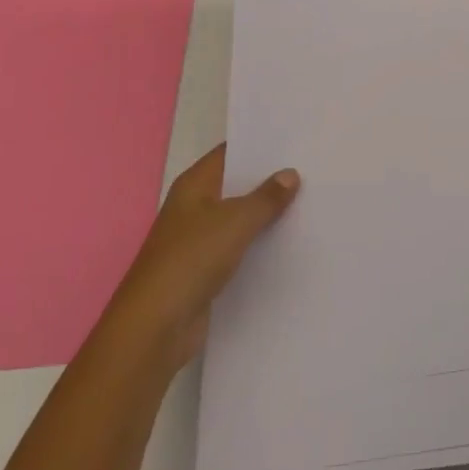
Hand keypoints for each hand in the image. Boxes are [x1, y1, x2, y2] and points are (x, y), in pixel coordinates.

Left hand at [116, 144, 299, 371]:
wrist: (155, 329)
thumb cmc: (191, 260)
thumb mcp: (235, 221)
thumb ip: (266, 197)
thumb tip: (290, 174)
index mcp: (194, 185)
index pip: (230, 153)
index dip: (260, 145)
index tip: (296, 140)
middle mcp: (195, 207)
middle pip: (237, 185)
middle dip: (270, 179)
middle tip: (312, 168)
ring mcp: (199, 240)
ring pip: (240, 218)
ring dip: (267, 214)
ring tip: (311, 200)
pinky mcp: (206, 270)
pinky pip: (240, 247)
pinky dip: (260, 244)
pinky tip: (291, 241)